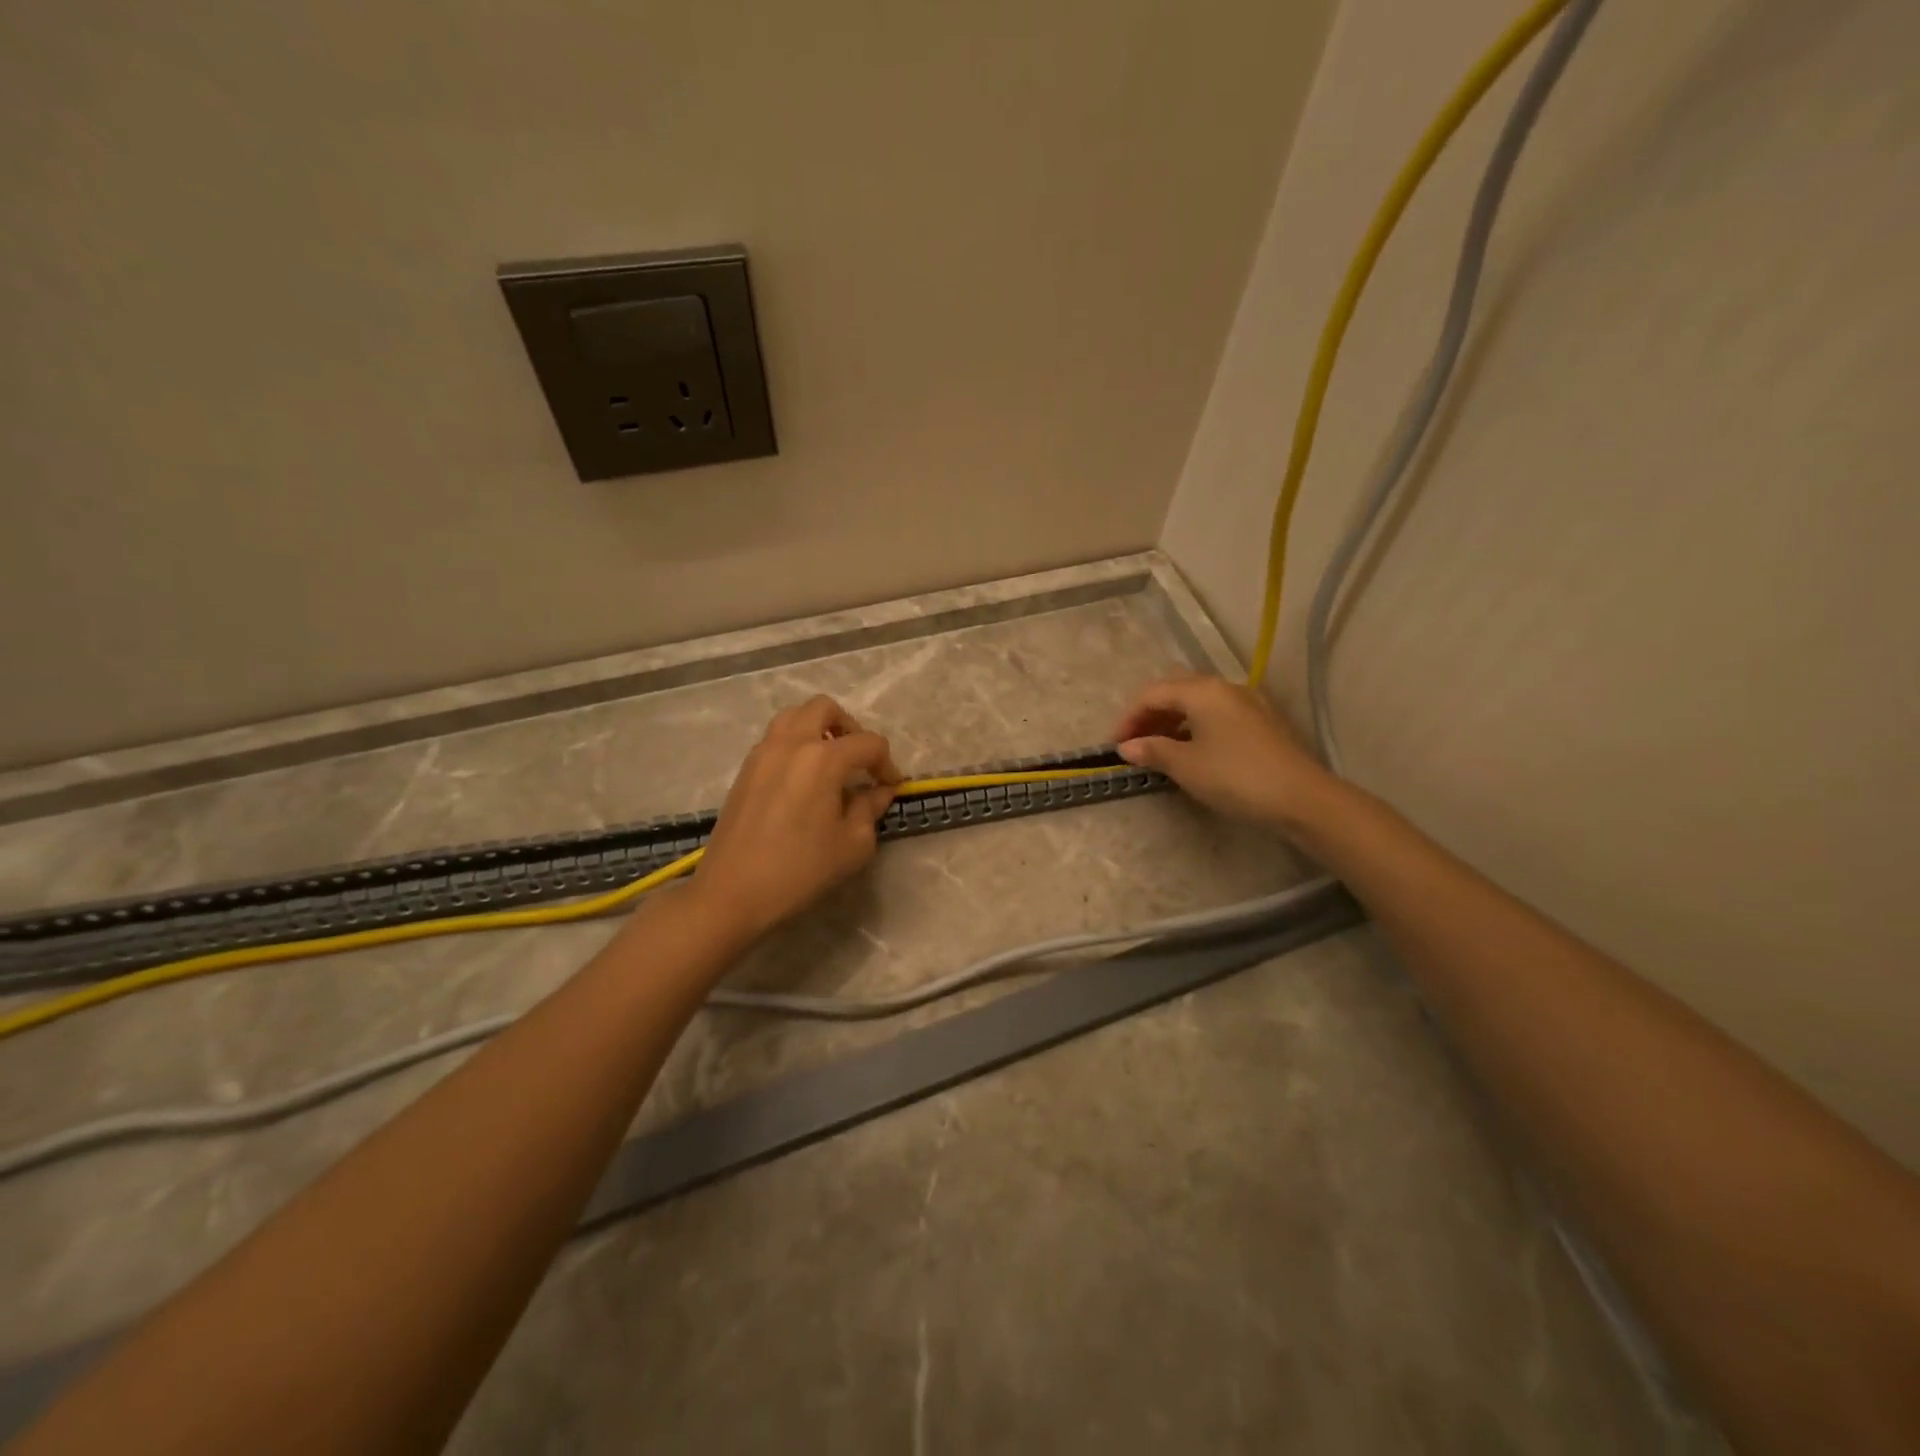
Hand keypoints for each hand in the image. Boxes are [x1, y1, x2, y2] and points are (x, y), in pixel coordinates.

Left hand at [690, 695, 902, 940]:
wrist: (732, 892)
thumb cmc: (800, 870)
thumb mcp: (852, 845)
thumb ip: (870, 809)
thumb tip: (878, 792)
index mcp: (823, 758)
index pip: (869, 743)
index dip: (887, 764)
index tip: (892, 787)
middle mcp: (791, 743)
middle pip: (825, 709)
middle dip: (850, 728)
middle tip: (860, 761)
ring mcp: (763, 753)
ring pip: (795, 716)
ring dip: (819, 729)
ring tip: (831, 763)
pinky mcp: (745, 769)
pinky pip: (776, 738)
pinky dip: (796, 745)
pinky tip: (804, 781)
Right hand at [1113, 674, 1331, 833]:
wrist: (1301, 798)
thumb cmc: (1235, 777)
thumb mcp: (1186, 766)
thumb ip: (1153, 751)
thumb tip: (1127, 747)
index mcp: (1202, 690)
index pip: (1152, 693)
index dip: (1128, 717)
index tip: (1114, 746)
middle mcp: (1224, 687)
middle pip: (1174, 690)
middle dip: (1149, 713)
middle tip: (1134, 742)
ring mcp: (1246, 702)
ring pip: (1196, 701)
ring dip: (1171, 720)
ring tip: (1157, 749)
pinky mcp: (1260, 721)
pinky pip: (1215, 714)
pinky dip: (1193, 726)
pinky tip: (1189, 750)